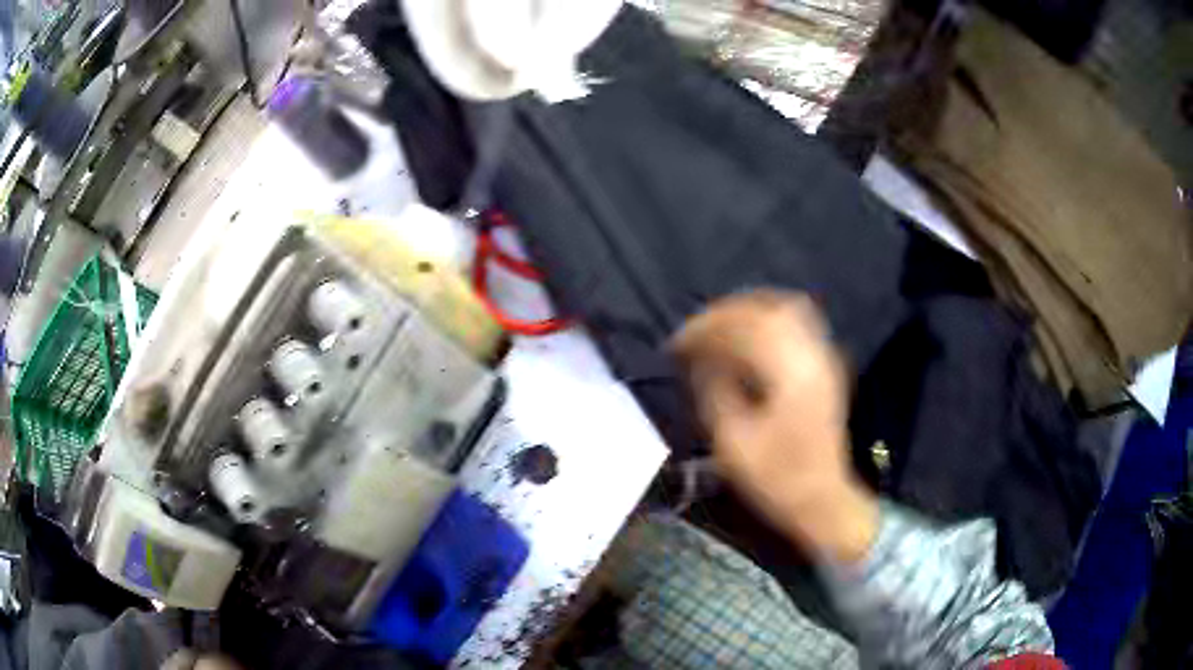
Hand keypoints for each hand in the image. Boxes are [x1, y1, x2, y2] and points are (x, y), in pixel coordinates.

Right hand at [672, 290, 878, 562]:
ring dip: (748, 311)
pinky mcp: (826, 367)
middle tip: (694, 332)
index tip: (676, 344)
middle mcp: (812, 356)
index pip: (744, 328)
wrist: (823, 499)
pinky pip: (798, 323)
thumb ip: (715, 391)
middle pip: (767, 310)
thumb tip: (699, 359)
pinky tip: (749, 336)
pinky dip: (769, 319)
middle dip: (724, 314)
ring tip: (718, 328)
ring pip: (786, 309)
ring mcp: (824, 359)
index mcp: (790, 375)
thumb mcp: (733, 443)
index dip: (705, 329)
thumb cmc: (776, 479)